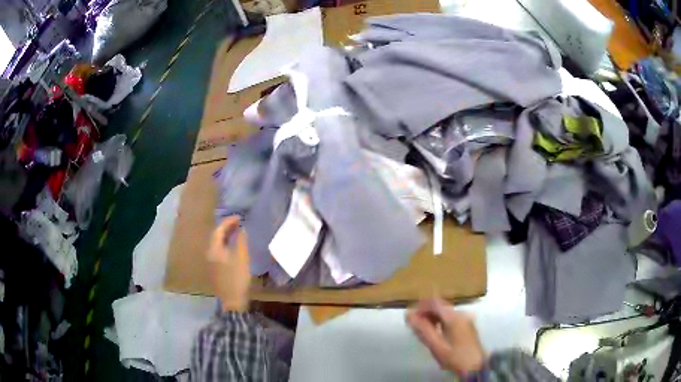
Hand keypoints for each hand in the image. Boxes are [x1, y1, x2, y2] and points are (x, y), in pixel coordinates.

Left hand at [208, 216, 250, 311]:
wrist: (232, 300)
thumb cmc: (237, 278)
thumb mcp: (242, 258)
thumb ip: (241, 241)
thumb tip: (242, 229)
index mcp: (214, 249)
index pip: (219, 230)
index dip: (228, 222)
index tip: (240, 217)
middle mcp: (210, 253)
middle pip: (216, 236)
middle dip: (227, 227)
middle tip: (239, 223)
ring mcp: (211, 262)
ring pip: (218, 244)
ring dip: (227, 236)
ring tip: (238, 232)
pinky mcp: (215, 269)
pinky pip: (219, 250)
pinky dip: (226, 244)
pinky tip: (234, 246)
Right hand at [406, 298, 485, 374]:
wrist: (475, 367)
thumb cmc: (454, 357)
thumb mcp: (436, 345)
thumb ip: (422, 329)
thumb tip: (409, 315)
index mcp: (454, 317)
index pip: (434, 303)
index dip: (420, 306)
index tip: (409, 316)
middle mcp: (461, 314)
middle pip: (440, 307)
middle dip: (425, 313)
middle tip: (413, 325)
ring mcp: (466, 319)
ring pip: (445, 313)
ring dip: (432, 318)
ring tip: (421, 330)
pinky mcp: (467, 326)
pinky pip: (450, 319)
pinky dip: (440, 322)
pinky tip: (434, 333)